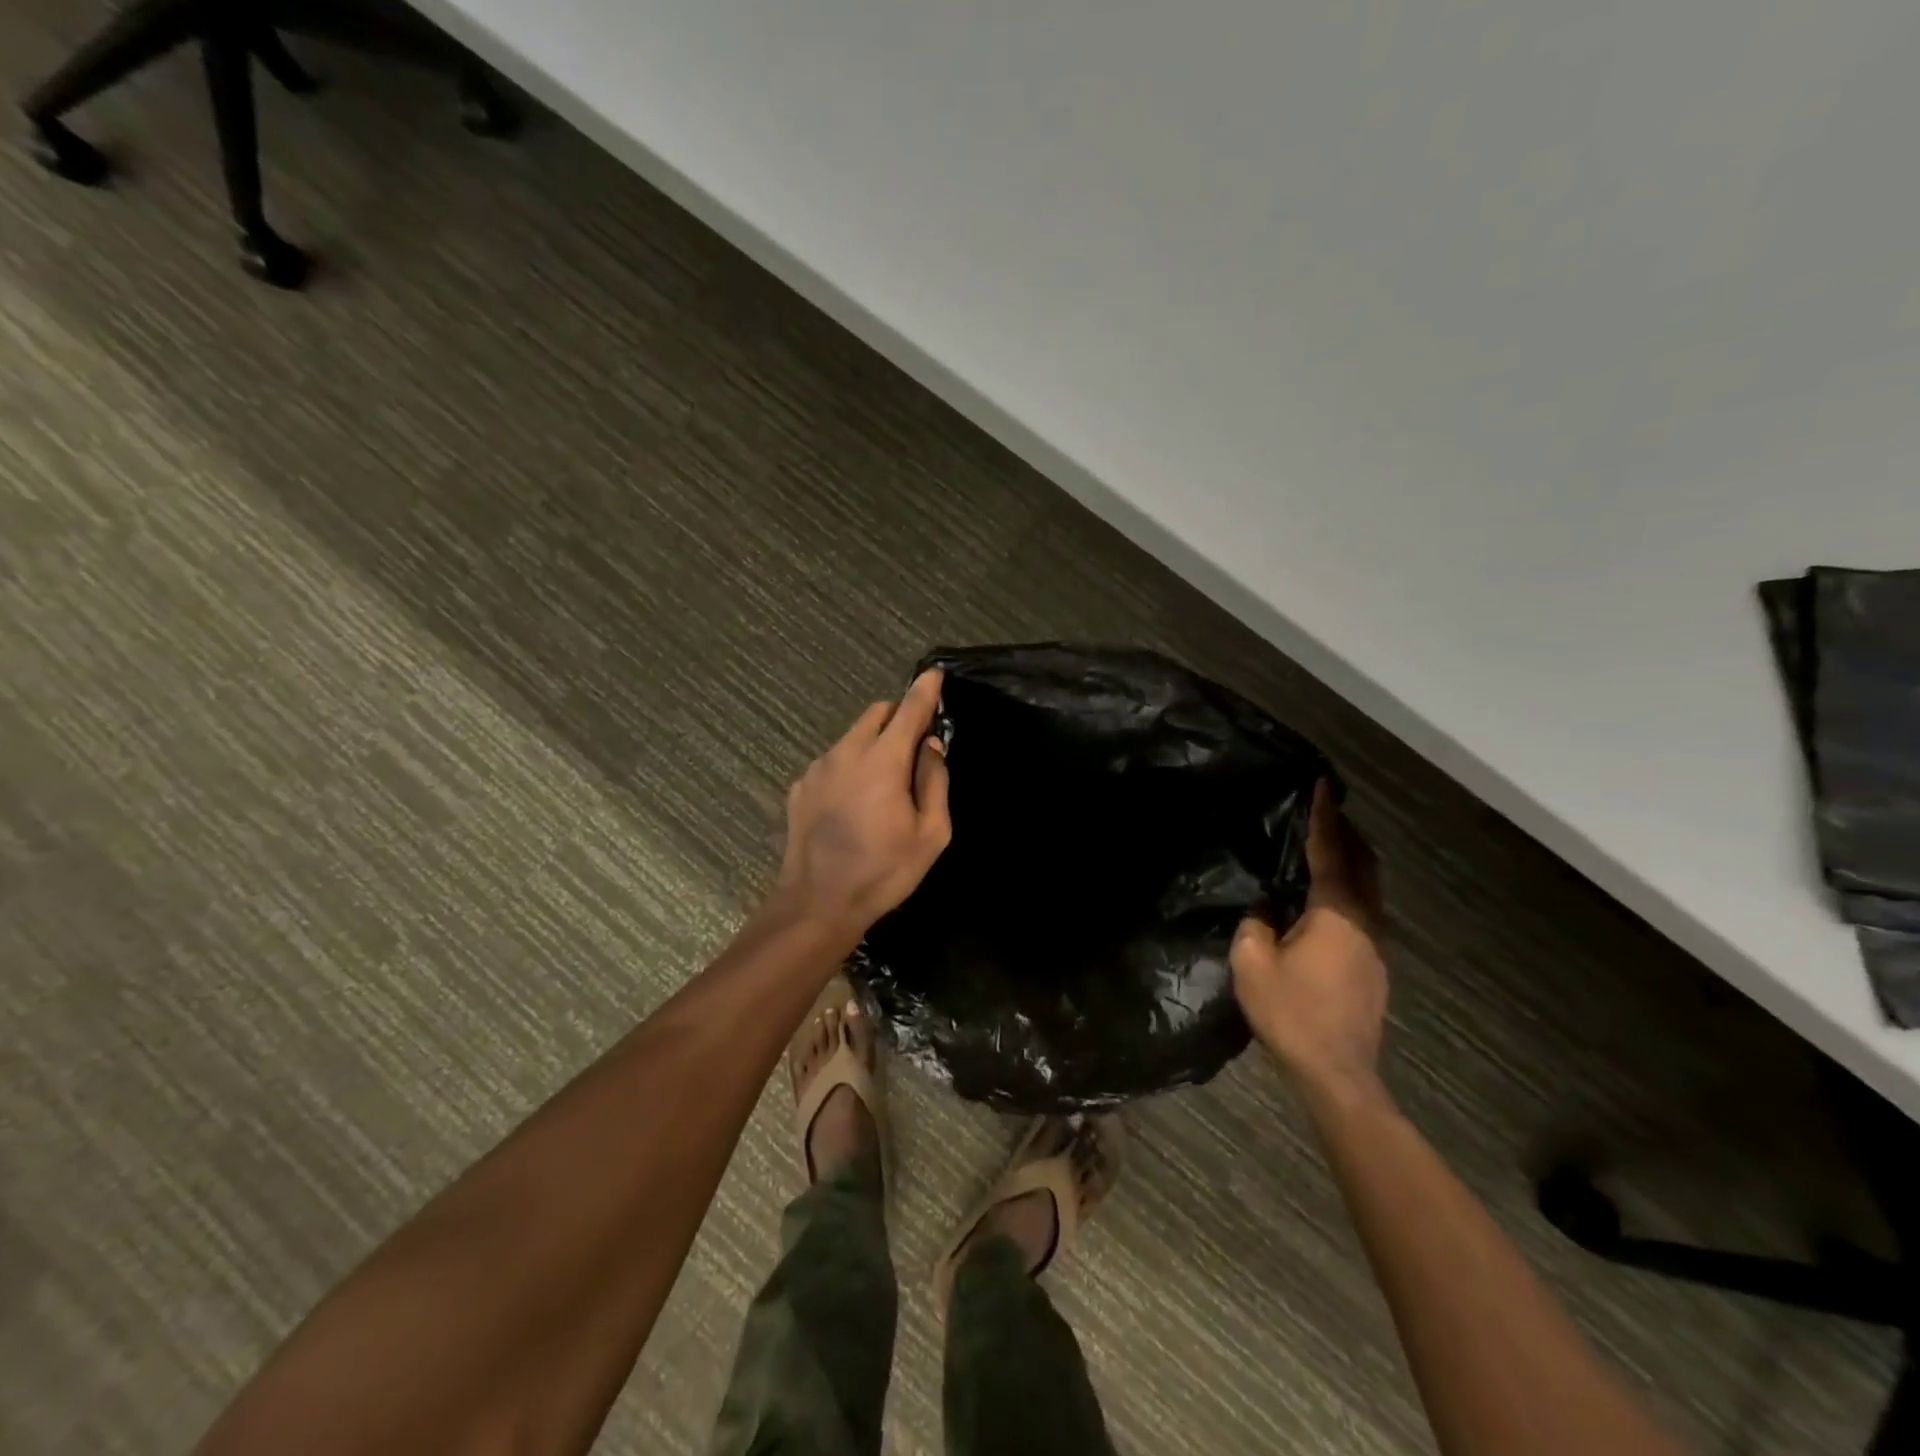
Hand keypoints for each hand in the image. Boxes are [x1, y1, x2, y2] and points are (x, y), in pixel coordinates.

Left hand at [775, 669, 951, 935]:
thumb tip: (930, 746)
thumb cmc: (882, 872)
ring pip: (852, 737)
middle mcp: (846, 753)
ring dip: (874, 744)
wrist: (817, 904)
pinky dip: (850, 767)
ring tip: (883, 786)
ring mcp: (817, 768)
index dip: (925, 690)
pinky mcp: (800, 786)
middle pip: (876, 714)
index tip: (935, 674)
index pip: (909, 710)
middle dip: (899, 719)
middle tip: (914, 751)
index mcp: (882, 761)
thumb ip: (934, 782)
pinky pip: (833, 761)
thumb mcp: (930, 834)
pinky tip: (853, 805)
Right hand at [1231, 780, 1386, 1096]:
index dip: (1324, 817)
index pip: (1331, 852)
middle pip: (1364, 864)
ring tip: (1329, 847)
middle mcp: (1364, 921)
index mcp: (1335, 913)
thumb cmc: (1292, 1012)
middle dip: (1348, 833)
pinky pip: (1364, 911)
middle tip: (1328, 810)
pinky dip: (1350, 889)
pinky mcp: (1374, 967)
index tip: (1323, 785)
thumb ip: (1254, 925)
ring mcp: (1375, 946)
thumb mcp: (1252, 963)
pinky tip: (1327, 900)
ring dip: (1352, 861)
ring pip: (1369, 889)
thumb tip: (1265, 909)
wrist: (1337, 1072)